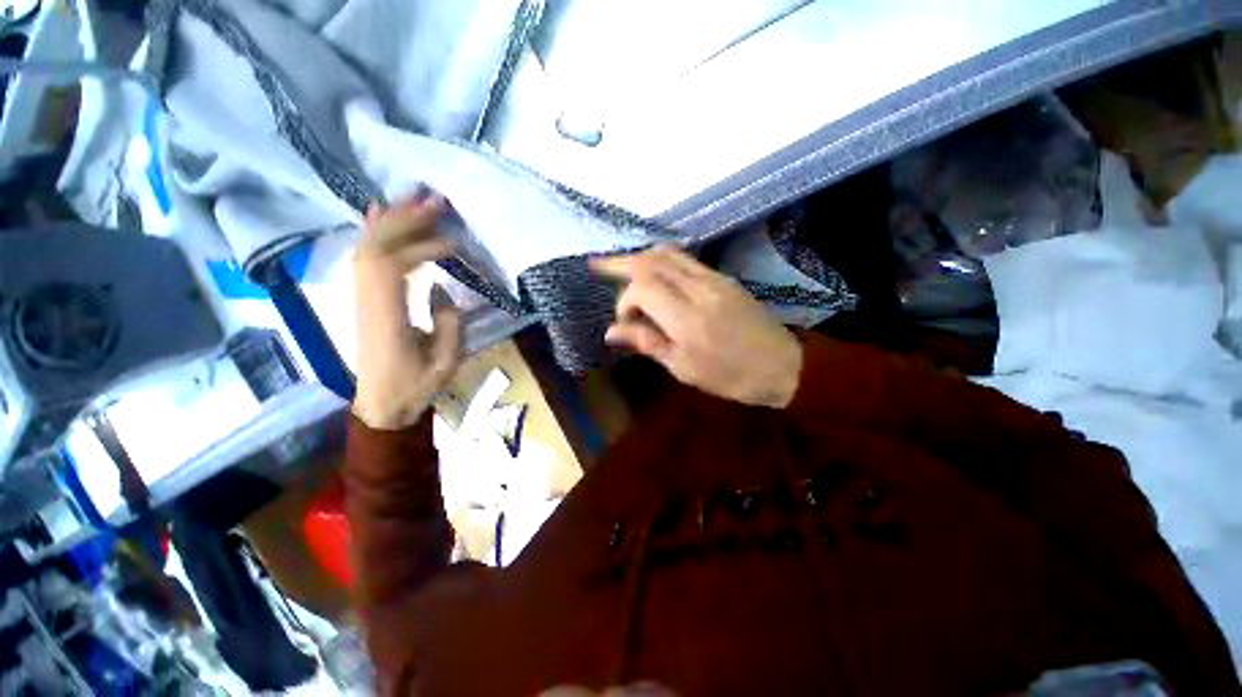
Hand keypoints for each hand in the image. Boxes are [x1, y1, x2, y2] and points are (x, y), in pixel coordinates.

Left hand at [352, 193, 463, 429]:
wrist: (381, 402)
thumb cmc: (416, 385)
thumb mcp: (446, 361)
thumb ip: (448, 322)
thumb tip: (439, 287)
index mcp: (387, 318)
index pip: (395, 268)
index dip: (422, 248)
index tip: (453, 244)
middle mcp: (367, 300)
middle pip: (376, 248)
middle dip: (406, 220)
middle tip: (436, 200)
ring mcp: (361, 297)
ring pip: (367, 247)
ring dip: (392, 219)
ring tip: (416, 197)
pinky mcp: (365, 297)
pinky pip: (364, 257)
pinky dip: (375, 232)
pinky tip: (383, 213)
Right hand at [591, 245, 802, 408]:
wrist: (782, 365)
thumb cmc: (731, 376)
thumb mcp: (683, 368)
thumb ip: (647, 342)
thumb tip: (611, 331)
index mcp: (687, 318)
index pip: (642, 288)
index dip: (624, 300)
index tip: (624, 322)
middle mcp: (698, 289)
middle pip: (651, 261)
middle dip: (620, 262)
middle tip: (596, 265)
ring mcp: (713, 278)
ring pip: (667, 253)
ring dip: (639, 257)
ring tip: (618, 264)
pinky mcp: (722, 277)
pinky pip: (684, 259)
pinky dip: (660, 260)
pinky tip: (650, 271)